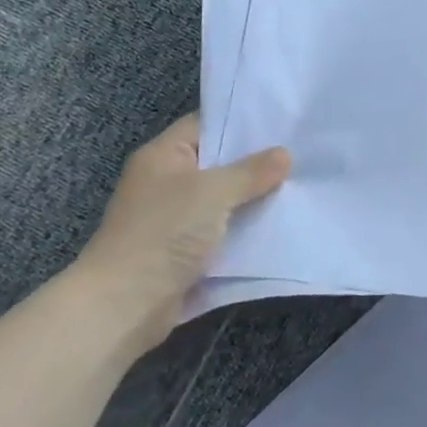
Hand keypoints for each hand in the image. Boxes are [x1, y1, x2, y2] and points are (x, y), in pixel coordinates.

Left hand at [71, 115, 290, 353]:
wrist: (125, 305)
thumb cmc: (163, 234)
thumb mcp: (213, 192)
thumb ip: (251, 172)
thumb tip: (284, 155)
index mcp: (163, 157)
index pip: (204, 125)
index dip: (240, 122)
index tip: (282, 122)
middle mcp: (167, 183)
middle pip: (218, 164)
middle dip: (257, 163)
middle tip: (301, 153)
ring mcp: (176, 219)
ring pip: (225, 200)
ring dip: (255, 198)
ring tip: (301, 185)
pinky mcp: (187, 252)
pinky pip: (224, 232)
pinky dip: (248, 229)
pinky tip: (283, 223)